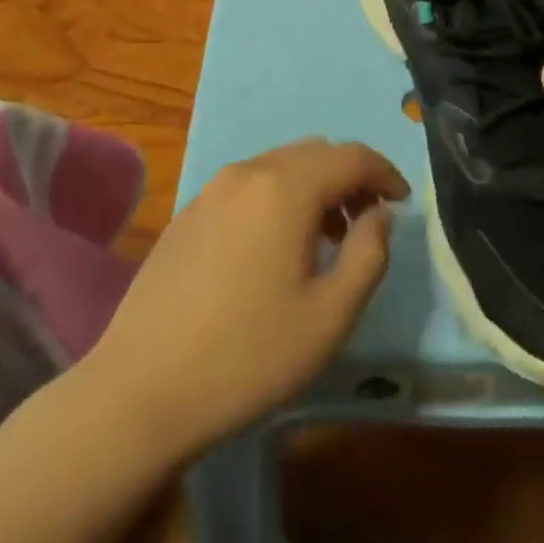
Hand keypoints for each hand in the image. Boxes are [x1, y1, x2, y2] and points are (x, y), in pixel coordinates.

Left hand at [81, 138, 408, 459]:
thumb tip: (379, 213)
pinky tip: (278, 246)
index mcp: (285, 187)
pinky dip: (280, 197)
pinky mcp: (189, 211)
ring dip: (315, 186)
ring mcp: (212, 189)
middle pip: (315, 153)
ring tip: (329, 236)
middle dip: (350, 176)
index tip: (402, 202)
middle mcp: (248, 171)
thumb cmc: (248, 355)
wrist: (141, 389)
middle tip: (369, 219)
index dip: (384, 172)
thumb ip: (369, 254)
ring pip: (280, 166)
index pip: (351, 156)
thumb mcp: (330, 315)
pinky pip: (250, 185)